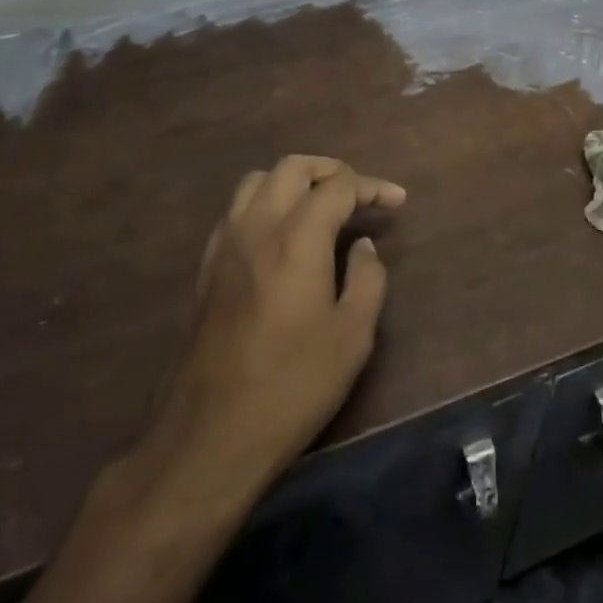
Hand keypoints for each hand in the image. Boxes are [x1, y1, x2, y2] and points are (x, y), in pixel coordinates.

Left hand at [130, 155, 404, 505]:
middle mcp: (257, 227)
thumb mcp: (352, 336)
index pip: (338, 187)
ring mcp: (225, 246)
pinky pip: (236, 211)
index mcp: (297, 239)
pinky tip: (280, 234)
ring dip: (293, 181)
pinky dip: (265, 203)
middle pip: (293, 168)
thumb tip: (364, 247)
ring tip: (320, 205)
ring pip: (258, 181)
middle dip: (331, 170)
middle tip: (359, 193)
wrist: (212, 435)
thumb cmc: (293, 385)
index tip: (396, 202)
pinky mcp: (207, 269)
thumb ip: (367, 279)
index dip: (372, 187)